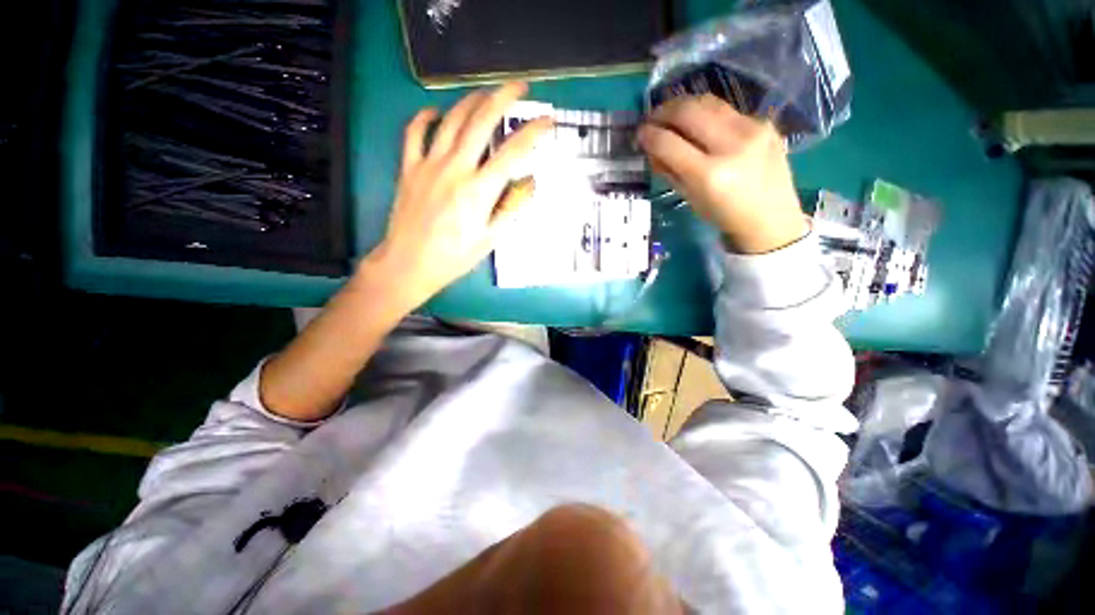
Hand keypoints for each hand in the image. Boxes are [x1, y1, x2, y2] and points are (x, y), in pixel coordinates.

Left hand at [362, 82, 551, 309]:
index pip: (512, 152)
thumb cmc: (455, 257)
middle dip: (503, 98)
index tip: (546, 120)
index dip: (533, 132)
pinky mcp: (409, 167)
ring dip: (471, 101)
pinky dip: (425, 117)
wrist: (410, 263)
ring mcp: (429, 164)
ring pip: (451, 120)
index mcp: (479, 190)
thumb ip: (511, 208)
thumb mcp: (491, 239)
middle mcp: (456, 169)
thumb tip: (530, 183)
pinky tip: (435, 112)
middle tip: (519, 86)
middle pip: (481, 121)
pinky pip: (414, 133)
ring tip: (486, 93)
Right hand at [637, 95, 807, 253]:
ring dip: (684, 106)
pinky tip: (700, 125)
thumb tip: (652, 148)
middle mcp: (732, 145)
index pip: (669, 143)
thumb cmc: (724, 216)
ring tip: (672, 116)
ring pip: (708, 102)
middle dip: (663, 111)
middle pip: (688, 112)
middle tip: (652, 119)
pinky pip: (726, 110)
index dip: (649, 135)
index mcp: (710, 175)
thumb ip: (670, 171)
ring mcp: (753, 129)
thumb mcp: (690, 199)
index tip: (639, 133)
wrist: (772, 218)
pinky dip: (706, 114)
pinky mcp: (765, 122)